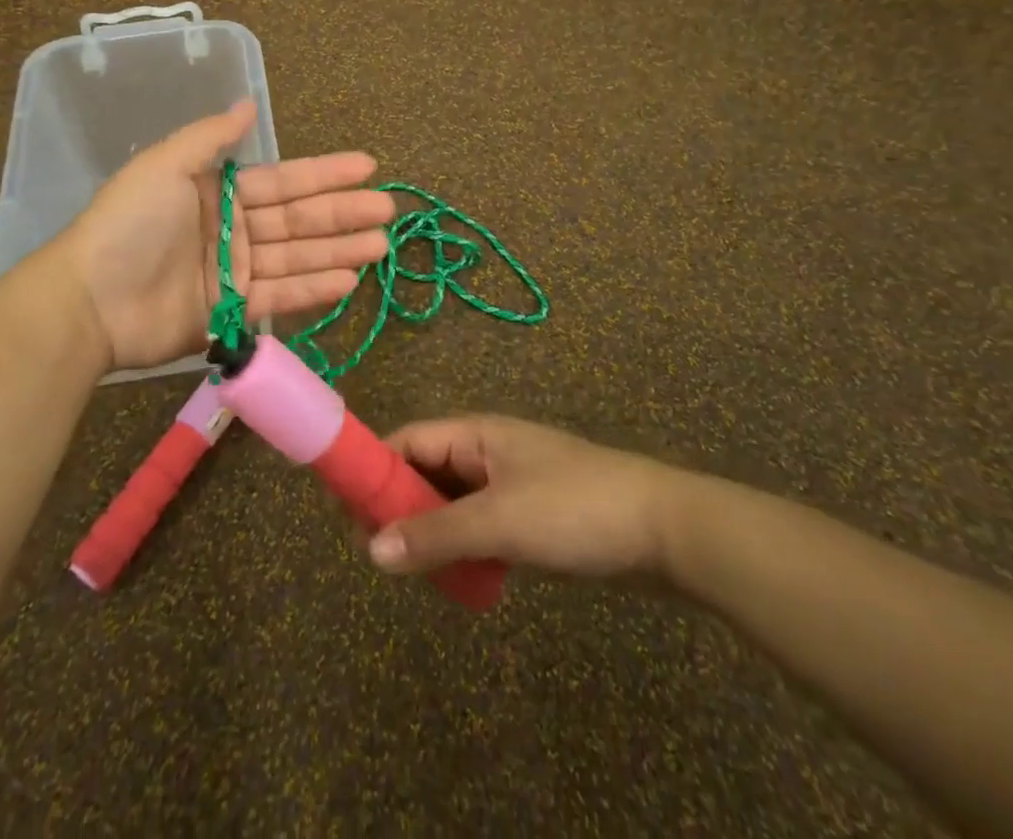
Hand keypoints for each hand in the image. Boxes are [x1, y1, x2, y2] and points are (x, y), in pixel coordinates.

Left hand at [63, 100, 395, 373]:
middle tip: (388, 210)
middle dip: (342, 213)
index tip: (367, 167)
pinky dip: (313, 289)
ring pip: (296, 258)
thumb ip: (210, 137)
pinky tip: (348, 281)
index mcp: (217, 191)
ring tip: (380, 246)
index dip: (324, 173)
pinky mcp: (229, 312)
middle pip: (297, 220)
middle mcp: (231, 229)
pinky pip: (279, 296)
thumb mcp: (165, 165)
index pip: (283, 180)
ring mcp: (232, 272)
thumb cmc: (129, 223)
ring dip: (338, 251)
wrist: (90, 298)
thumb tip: (248, 103)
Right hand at [367, 416, 693, 583]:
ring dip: (431, 531)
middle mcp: (488, 452)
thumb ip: (435, 535)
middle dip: (399, 507)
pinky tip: (459, 578)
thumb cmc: (575, 509)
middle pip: (426, 471)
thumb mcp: (500, 522)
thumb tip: (370, 552)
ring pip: (453, 502)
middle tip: (378, 554)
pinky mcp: (533, 516)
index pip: (408, 440)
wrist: (667, 532)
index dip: (374, 469)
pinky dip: (463, 546)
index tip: (345, 510)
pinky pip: (480, 525)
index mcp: (476, 434)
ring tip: (412, 571)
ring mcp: (512, 484)